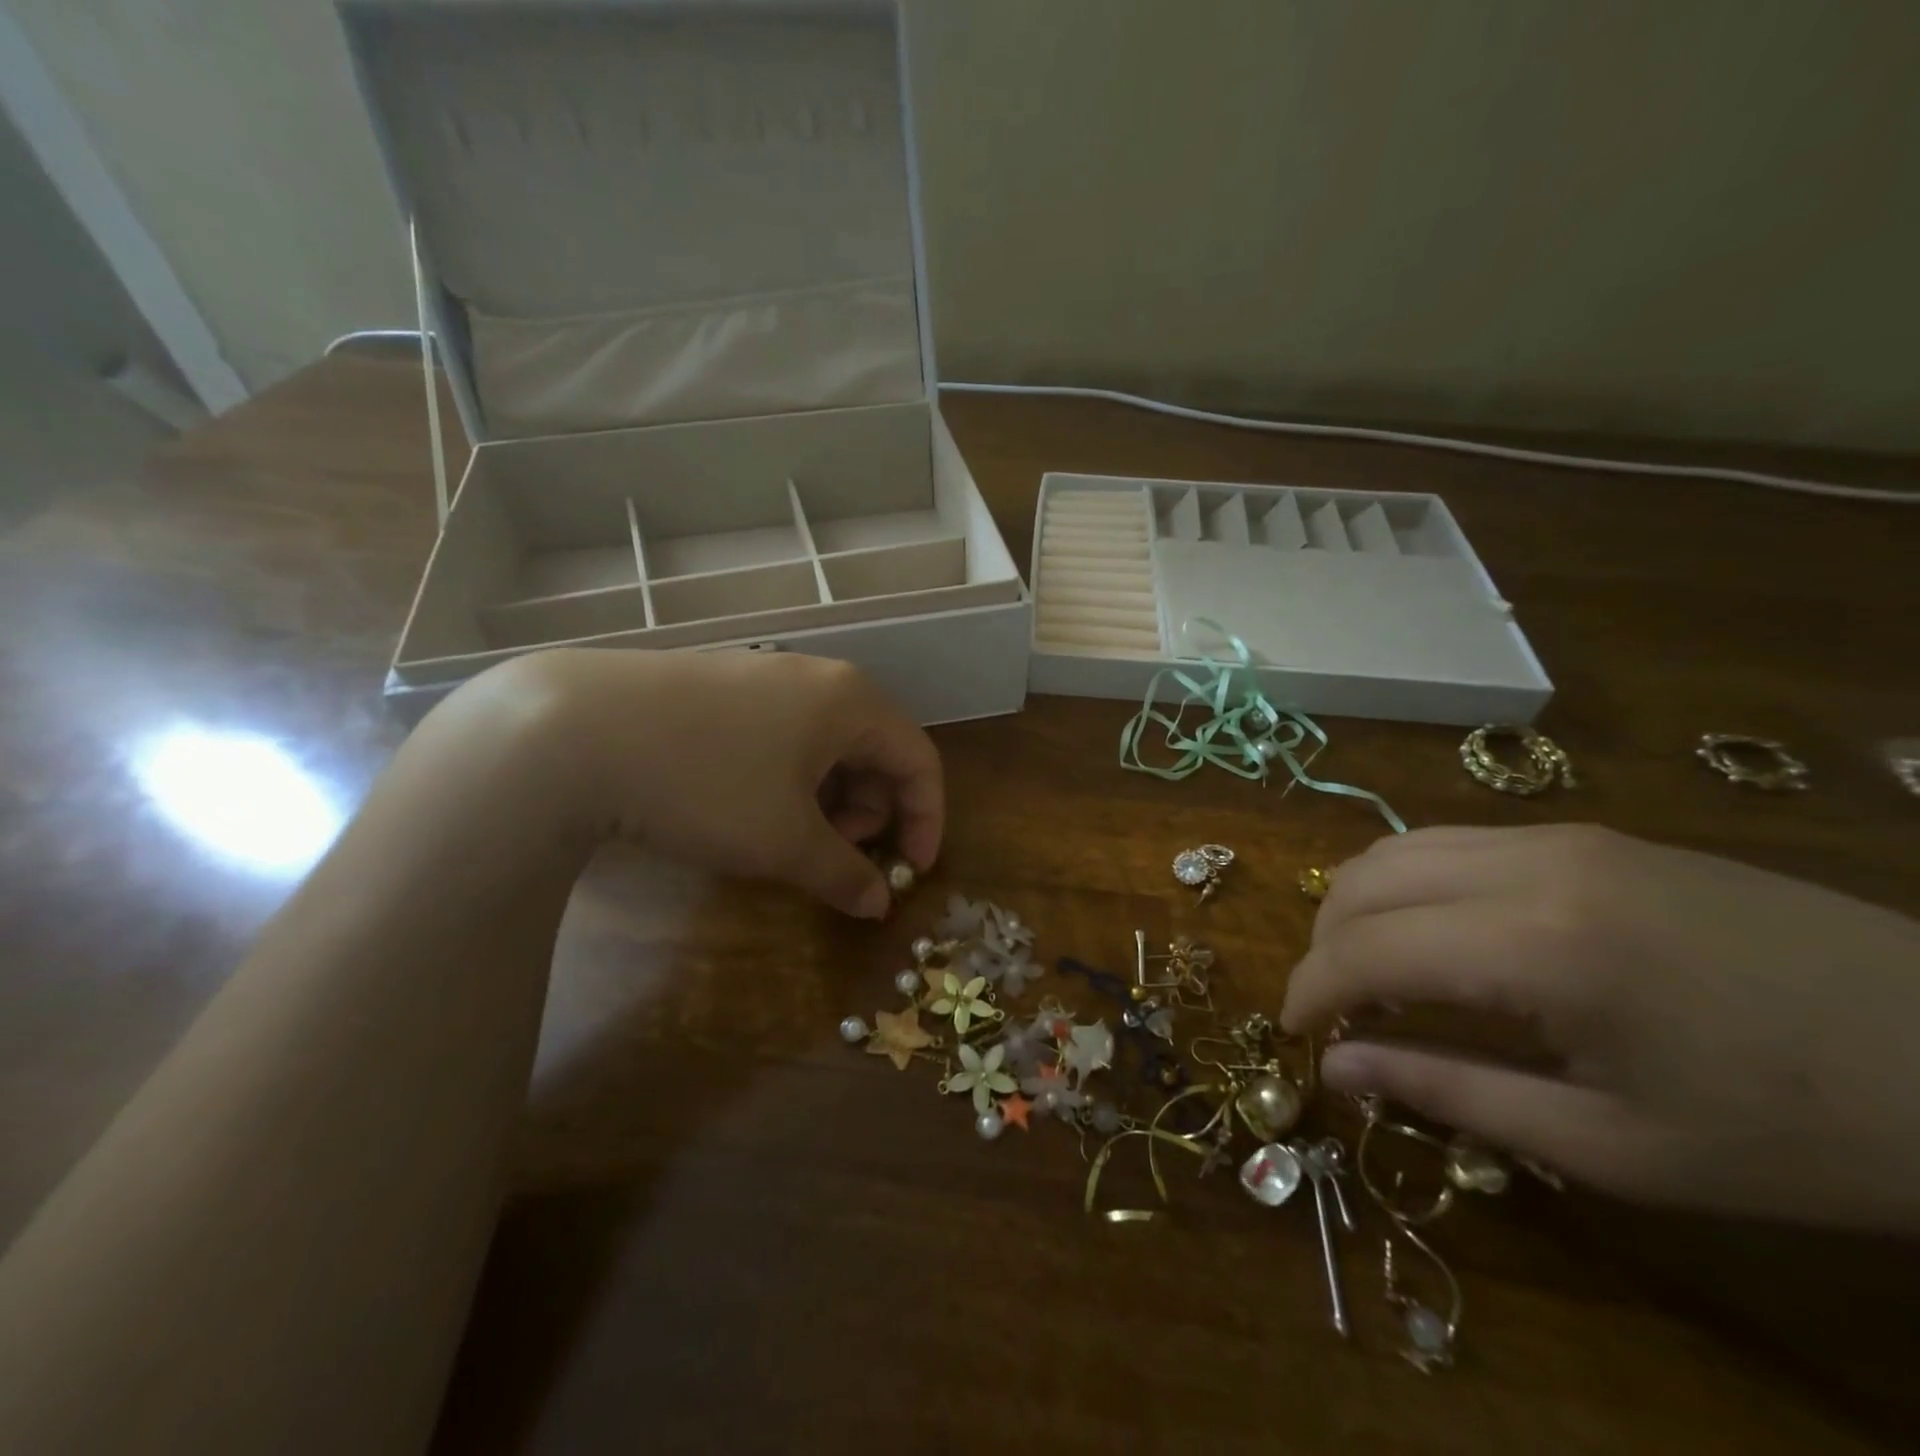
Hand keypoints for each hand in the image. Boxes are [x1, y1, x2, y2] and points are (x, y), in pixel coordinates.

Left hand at [459, 649, 941, 918]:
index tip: (911, 872)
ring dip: (829, 797)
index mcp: (852, 701)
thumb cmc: (707, 785)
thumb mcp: (783, 842)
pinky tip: (749, 806)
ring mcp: (765, 674)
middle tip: (838, 855)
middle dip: (870, 811)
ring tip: (790, 836)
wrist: (574, 732)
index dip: (926, 820)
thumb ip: (843, 874)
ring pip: (825, 742)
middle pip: (874, 748)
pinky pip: (783, 733)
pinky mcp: (721, 684)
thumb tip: (878, 903)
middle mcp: (817, 677)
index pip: (920, 760)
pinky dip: (789, 777)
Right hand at [1281, 825, 1919, 1230]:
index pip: (1367, 948)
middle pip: (1365, 880)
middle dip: (1325, 944)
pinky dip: (1409, 884)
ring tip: (1373, 972)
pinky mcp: (1586, 832)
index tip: (1295, 1032)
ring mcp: (1559, 835)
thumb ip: (1452, 1093)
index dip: (1312, 988)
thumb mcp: (1614, 1146)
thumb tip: (1338, 1069)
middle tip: (1335, 1011)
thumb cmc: (1799, 1131)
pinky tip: (1437, 935)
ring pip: (1398, 847)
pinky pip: (1452, 842)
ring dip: (1360, 906)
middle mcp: (1530, 864)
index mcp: (1538, 945)